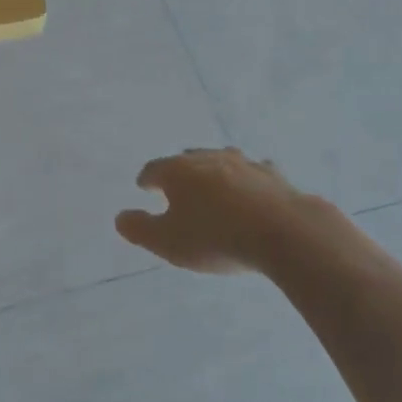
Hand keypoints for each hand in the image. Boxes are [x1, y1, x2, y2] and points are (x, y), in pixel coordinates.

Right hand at [116, 147, 319, 274]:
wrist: (281, 231)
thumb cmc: (215, 237)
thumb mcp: (168, 242)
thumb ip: (140, 230)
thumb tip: (119, 218)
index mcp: (178, 171)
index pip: (154, 169)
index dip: (147, 179)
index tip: (144, 186)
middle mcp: (208, 158)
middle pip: (187, 159)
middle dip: (179, 170)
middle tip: (175, 183)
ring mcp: (243, 163)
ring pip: (221, 160)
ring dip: (214, 170)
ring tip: (212, 182)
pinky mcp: (272, 175)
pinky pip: (254, 172)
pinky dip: (248, 179)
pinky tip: (253, 187)